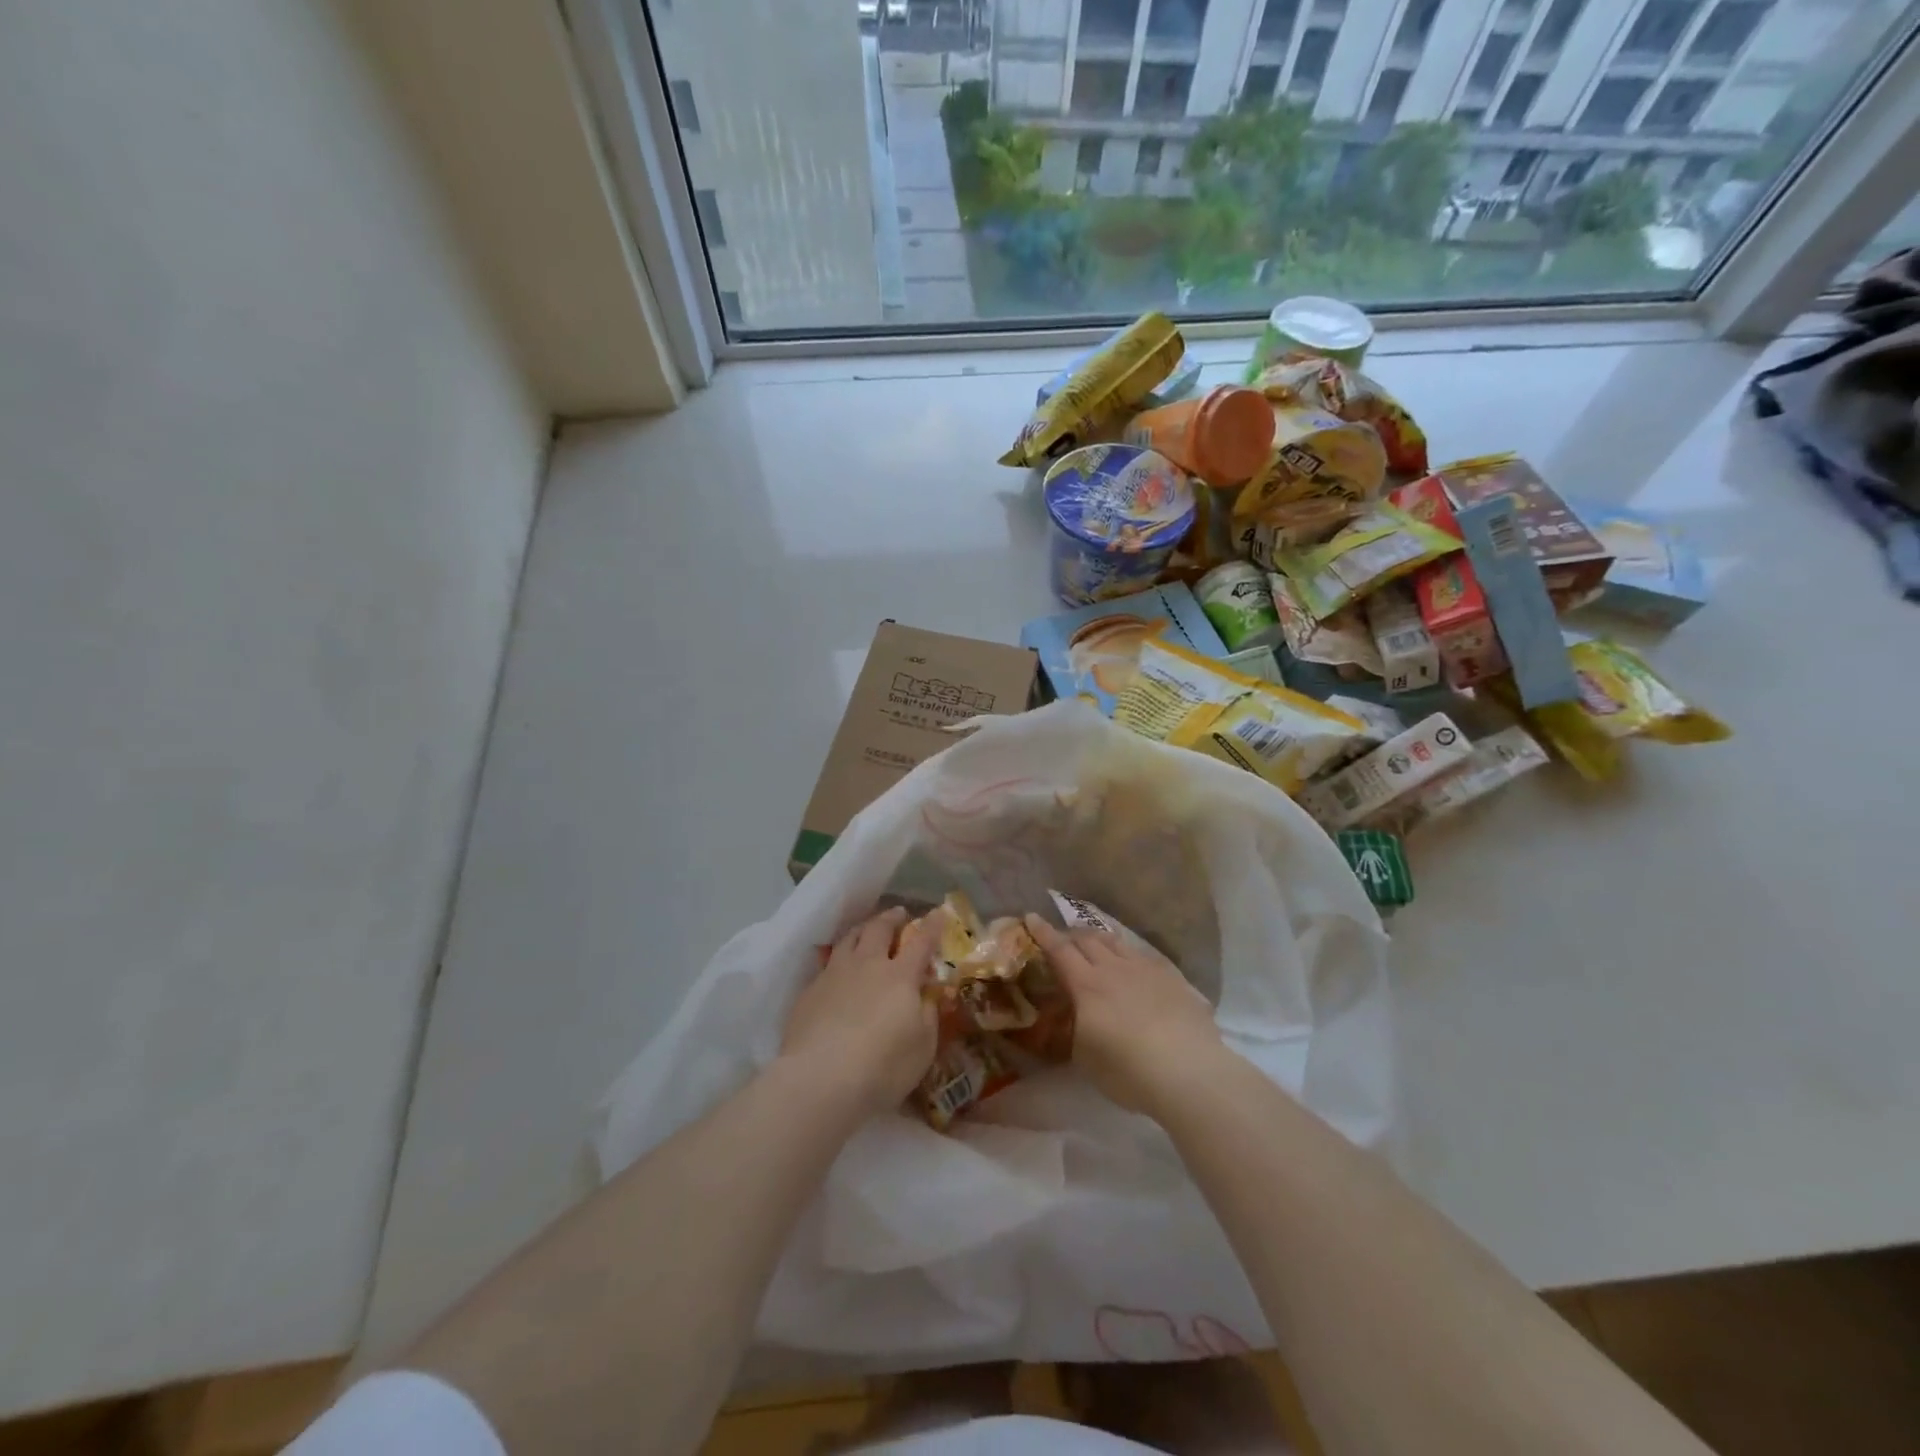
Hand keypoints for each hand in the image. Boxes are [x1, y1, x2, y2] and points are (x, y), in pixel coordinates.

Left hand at [781, 906, 945, 1111]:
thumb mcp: (922, 1048)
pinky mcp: (809, 991)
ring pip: (849, 939)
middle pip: (879, 929)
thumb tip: (928, 996)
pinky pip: (827, 964)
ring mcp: (834, 974)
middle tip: (899, 913)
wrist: (820, 1079)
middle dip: (892, 918)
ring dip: (862, 929)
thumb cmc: (882, 1067)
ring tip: (867, 929)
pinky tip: (838, 971)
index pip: (921, 942)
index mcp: (900, 976)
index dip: (932, 926)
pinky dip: (838, 959)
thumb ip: (928, 1017)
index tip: (939, 912)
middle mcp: (867, 965)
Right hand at [1023, 914, 1223, 1114]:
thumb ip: (1076, 1029)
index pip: (1059, 950)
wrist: (1188, 1071)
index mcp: (1087, 985)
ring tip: (1095, 943)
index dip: (1043, 933)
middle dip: (1070, 934)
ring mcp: (1146, 969)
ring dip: (1100, 940)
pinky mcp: (1173, 978)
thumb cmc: (1128, 1071)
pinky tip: (1134, 965)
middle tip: (1062, 938)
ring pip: (1117, 943)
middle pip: (1088, 940)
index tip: (1031, 916)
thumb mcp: (1085, 1057)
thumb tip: (1076, 1016)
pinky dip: (1129, 955)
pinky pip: (1144, 956)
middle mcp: (1114, 968)